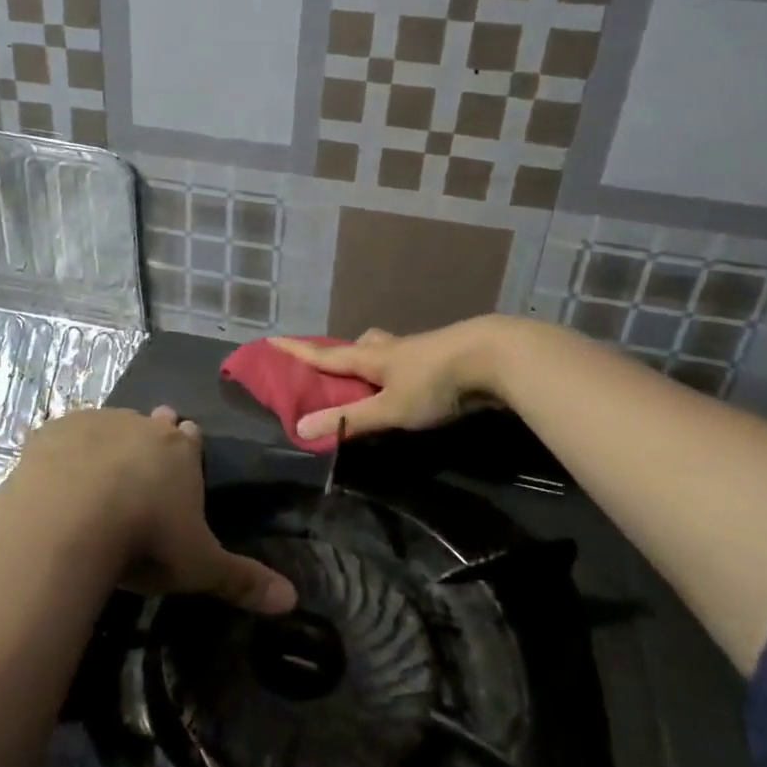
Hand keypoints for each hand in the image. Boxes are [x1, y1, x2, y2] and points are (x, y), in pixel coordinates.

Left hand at [13, 406, 296, 613]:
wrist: (71, 516)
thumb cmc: (146, 538)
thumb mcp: (199, 565)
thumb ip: (242, 579)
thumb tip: (292, 600)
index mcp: (181, 452)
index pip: (191, 439)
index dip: (188, 448)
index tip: (182, 459)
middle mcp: (142, 426)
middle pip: (151, 424)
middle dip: (150, 437)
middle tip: (141, 465)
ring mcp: (96, 423)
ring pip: (109, 424)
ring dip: (108, 441)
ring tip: (97, 472)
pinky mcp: (54, 431)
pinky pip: (64, 436)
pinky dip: (64, 452)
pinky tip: (56, 475)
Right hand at [270, 317, 515, 441]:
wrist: (494, 355)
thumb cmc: (434, 382)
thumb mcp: (389, 408)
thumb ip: (349, 420)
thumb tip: (300, 428)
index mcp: (371, 357)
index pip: (325, 354)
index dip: (297, 350)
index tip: (272, 339)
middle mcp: (391, 348)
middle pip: (360, 345)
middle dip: (344, 353)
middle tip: (337, 366)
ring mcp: (420, 350)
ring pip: (388, 349)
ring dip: (375, 359)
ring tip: (375, 378)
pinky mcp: (444, 357)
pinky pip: (411, 360)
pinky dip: (402, 369)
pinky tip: (414, 382)